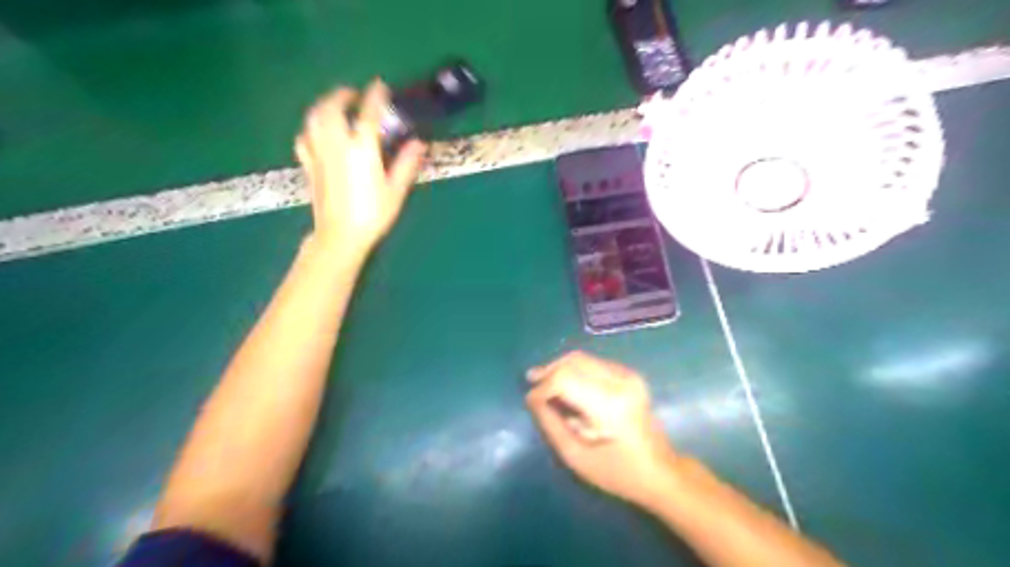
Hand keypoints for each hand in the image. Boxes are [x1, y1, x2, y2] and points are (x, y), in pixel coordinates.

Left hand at [297, 81, 426, 260]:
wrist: (340, 236)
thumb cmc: (372, 214)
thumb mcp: (395, 191)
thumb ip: (406, 164)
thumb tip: (419, 143)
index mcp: (362, 149)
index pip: (368, 113)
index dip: (375, 96)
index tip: (380, 85)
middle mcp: (337, 145)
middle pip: (332, 108)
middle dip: (342, 95)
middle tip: (354, 94)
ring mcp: (319, 154)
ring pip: (314, 118)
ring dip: (324, 105)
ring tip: (334, 105)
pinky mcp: (309, 166)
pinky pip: (304, 138)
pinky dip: (311, 128)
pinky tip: (317, 131)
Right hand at [529, 352, 676, 506]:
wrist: (660, 471)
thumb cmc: (618, 472)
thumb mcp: (576, 457)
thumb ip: (551, 425)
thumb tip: (533, 399)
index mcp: (609, 404)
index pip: (565, 379)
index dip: (543, 387)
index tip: (530, 401)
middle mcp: (620, 381)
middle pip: (573, 361)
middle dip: (549, 371)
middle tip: (532, 382)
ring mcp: (628, 375)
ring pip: (582, 358)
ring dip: (560, 368)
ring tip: (544, 383)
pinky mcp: (630, 375)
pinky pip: (593, 363)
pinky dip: (575, 370)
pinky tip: (566, 385)